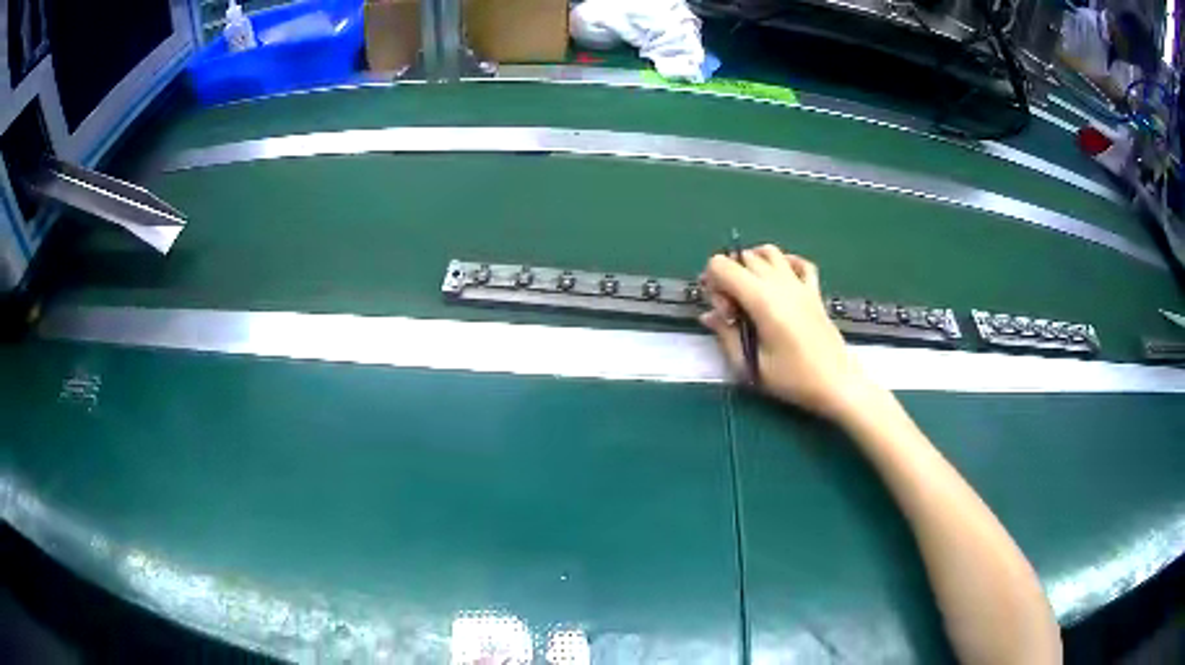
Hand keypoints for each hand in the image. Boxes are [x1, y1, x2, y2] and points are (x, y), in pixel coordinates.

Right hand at [699, 246, 879, 420]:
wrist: (836, 383)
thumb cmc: (792, 379)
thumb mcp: (750, 366)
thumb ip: (726, 336)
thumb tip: (709, 315)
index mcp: (761, 300)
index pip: (722, 265)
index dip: (712, 284)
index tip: (723, 313)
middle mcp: (779, 283)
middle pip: (742, 258)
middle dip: (729, 277)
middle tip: (734, 311)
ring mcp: (800, 284)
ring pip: (769, 252)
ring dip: (752, 264)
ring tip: (751, 292)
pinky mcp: (814, 291)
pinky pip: (799, 262)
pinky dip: (784, 262)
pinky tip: (779, 280)